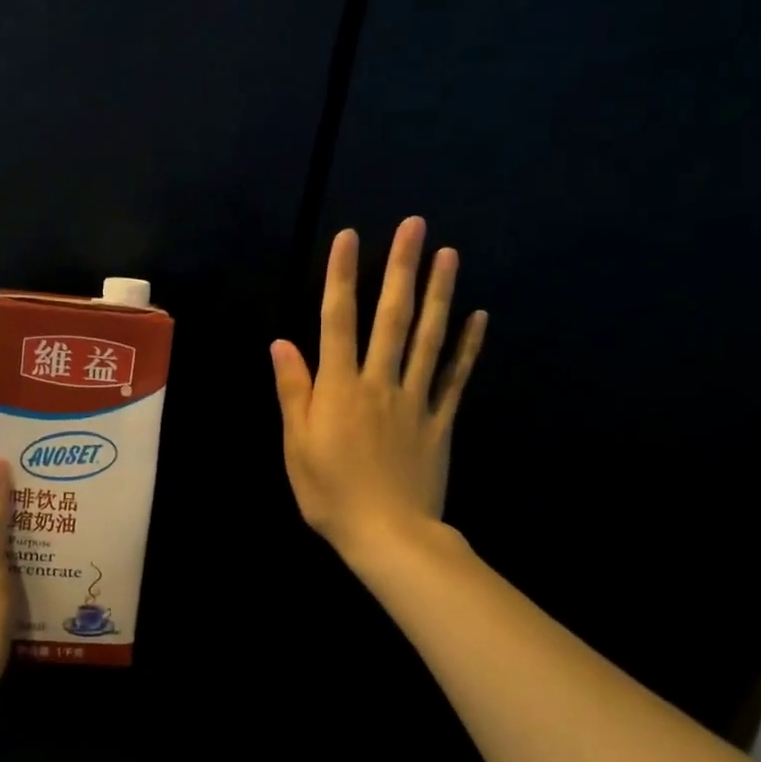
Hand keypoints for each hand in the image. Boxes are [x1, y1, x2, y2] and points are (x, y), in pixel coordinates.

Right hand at [271, 217, 486, 563]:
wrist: (388, 535)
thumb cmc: (330, 493)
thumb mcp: (296, 446)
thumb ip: (293, 391)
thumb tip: (282, 343)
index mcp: (339, 389)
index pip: (338, 321)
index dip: (342, 277)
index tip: (349, 238)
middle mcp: (379, 383)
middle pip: (391, 318)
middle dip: (401, 269)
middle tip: (414, 226)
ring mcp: (415, 400)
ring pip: (429, 338)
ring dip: (438, 294)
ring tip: (448, 254)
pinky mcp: (440, 420)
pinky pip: (456, 377)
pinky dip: (468, 346)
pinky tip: (478, 316)